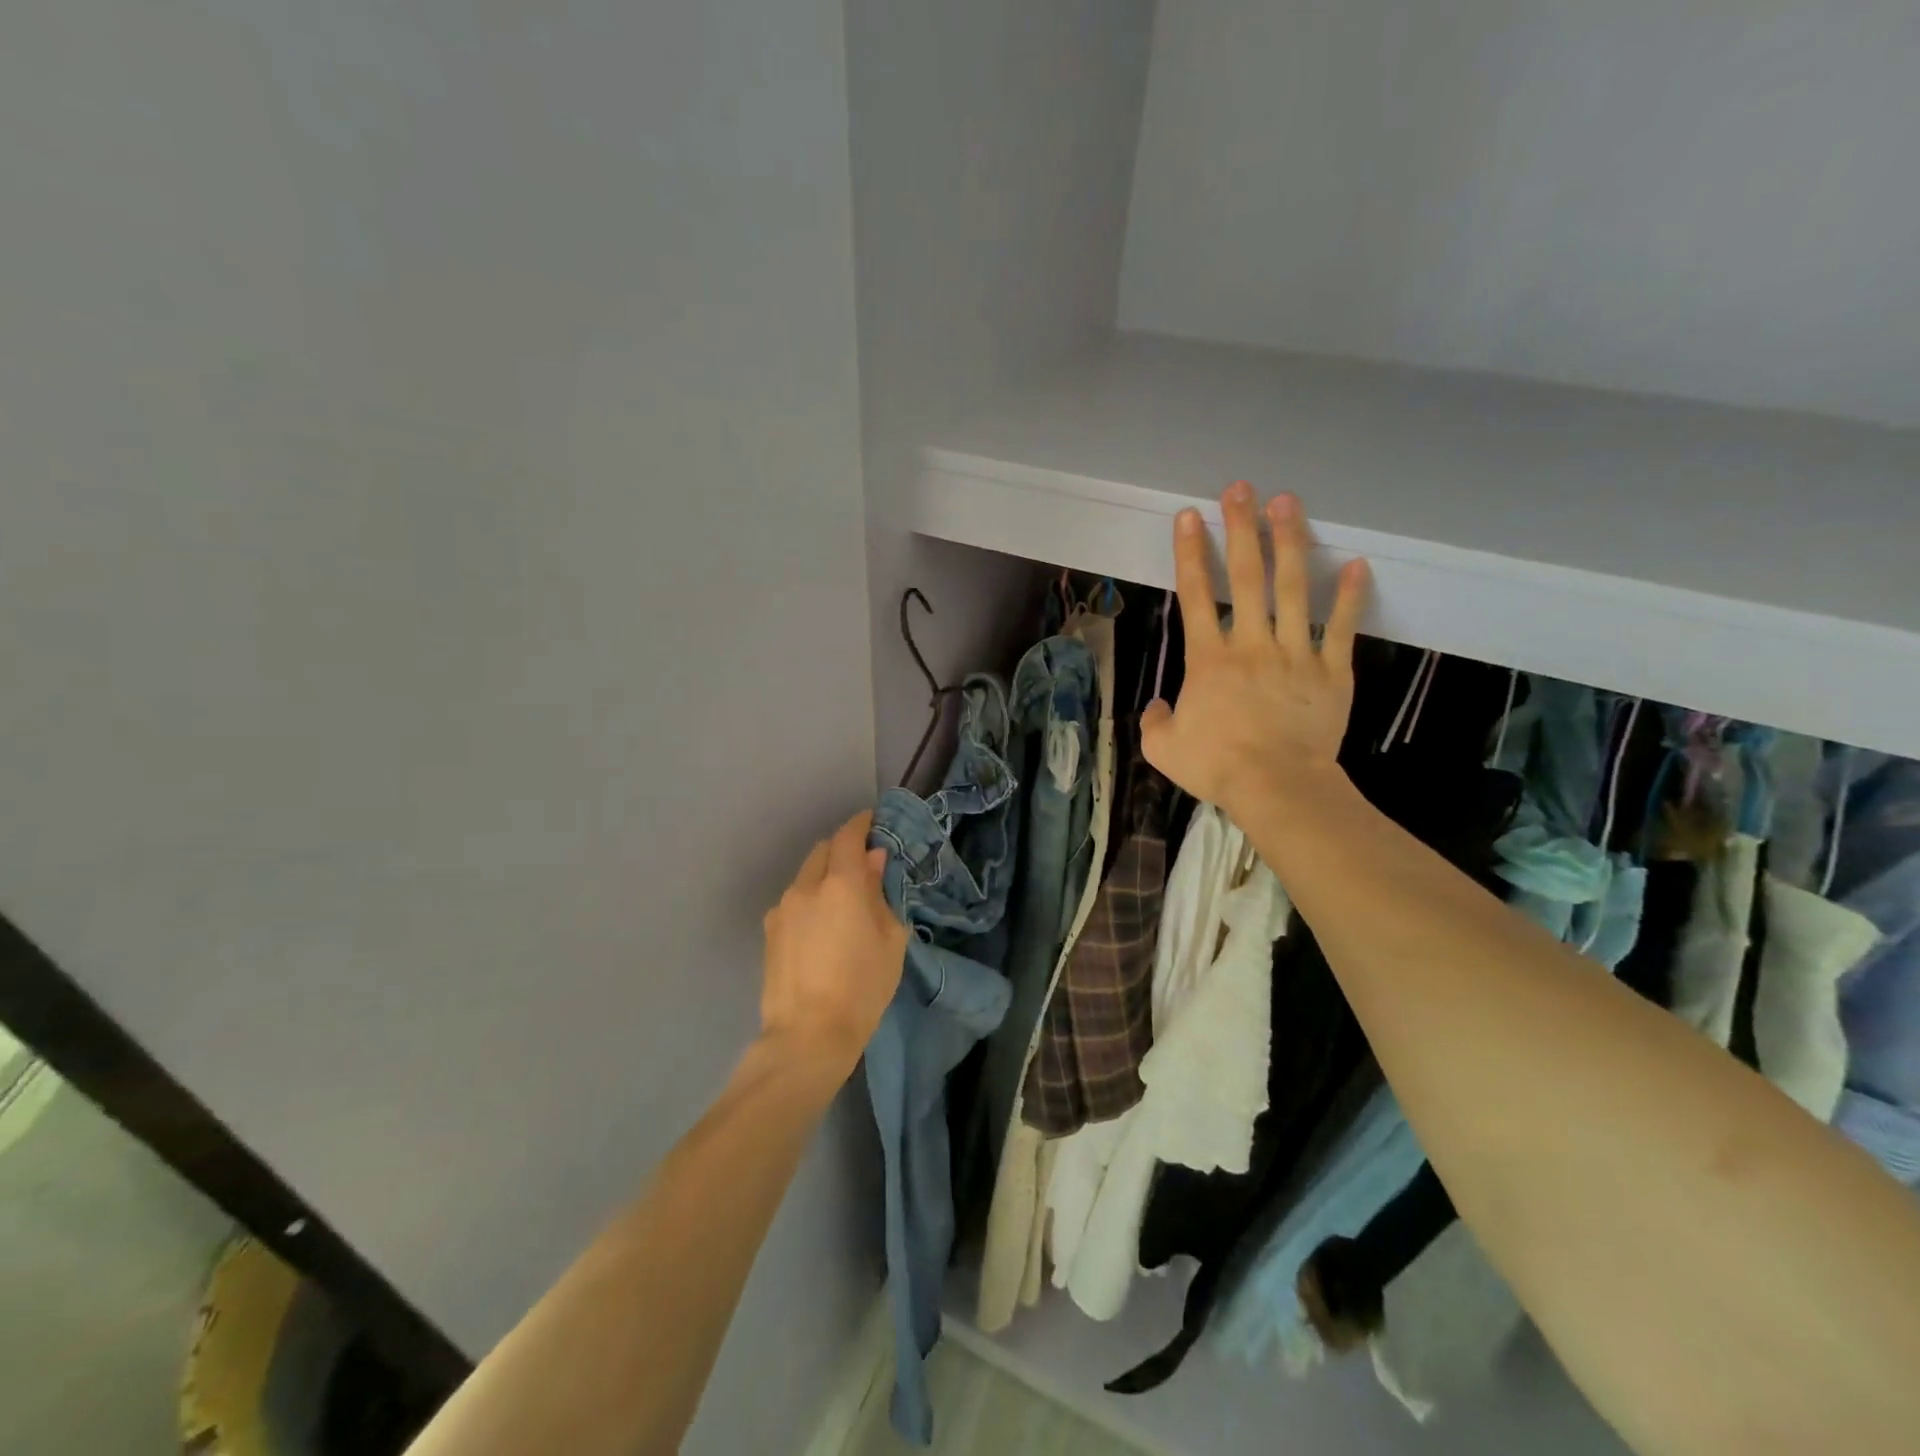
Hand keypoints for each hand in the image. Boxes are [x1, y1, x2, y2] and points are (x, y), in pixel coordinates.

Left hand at [760, 811, 907, 1074]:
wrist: (808, 1035)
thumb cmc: (863, 987)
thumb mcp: (890, 939)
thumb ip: (880, 893)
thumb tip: (873, 861)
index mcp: (840, 883)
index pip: (849, 836)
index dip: (862, 825)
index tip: (874, 823)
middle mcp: (806, 886)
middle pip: (824, 851)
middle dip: (843, 851)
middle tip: (864, 869)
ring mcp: (782, 908)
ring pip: (806, 876)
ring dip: (825, 876)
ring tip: (842, 904)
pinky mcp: (769, 930)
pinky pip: (794, 900)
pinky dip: (809, 899)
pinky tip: (820, 928)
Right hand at [1141, 483, 1369, 822]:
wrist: (1278, 787)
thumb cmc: (1217, 766)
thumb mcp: (1163, 749)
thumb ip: (1154, 722)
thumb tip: (1157, 706)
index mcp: (1209, 659)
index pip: (1196, 596)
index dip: (1190, 553)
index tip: (1189, 517)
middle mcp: (1252, 643)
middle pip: (1246, 577)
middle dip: (1241, 529)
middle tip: (1241, 489)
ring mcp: (1296, 653)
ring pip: (1295, 588)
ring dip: (1289, 543)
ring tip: (1288, 503)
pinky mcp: (1332, 671)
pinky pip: (1342, 627)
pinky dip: (1351, 595)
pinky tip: (1356, 563)